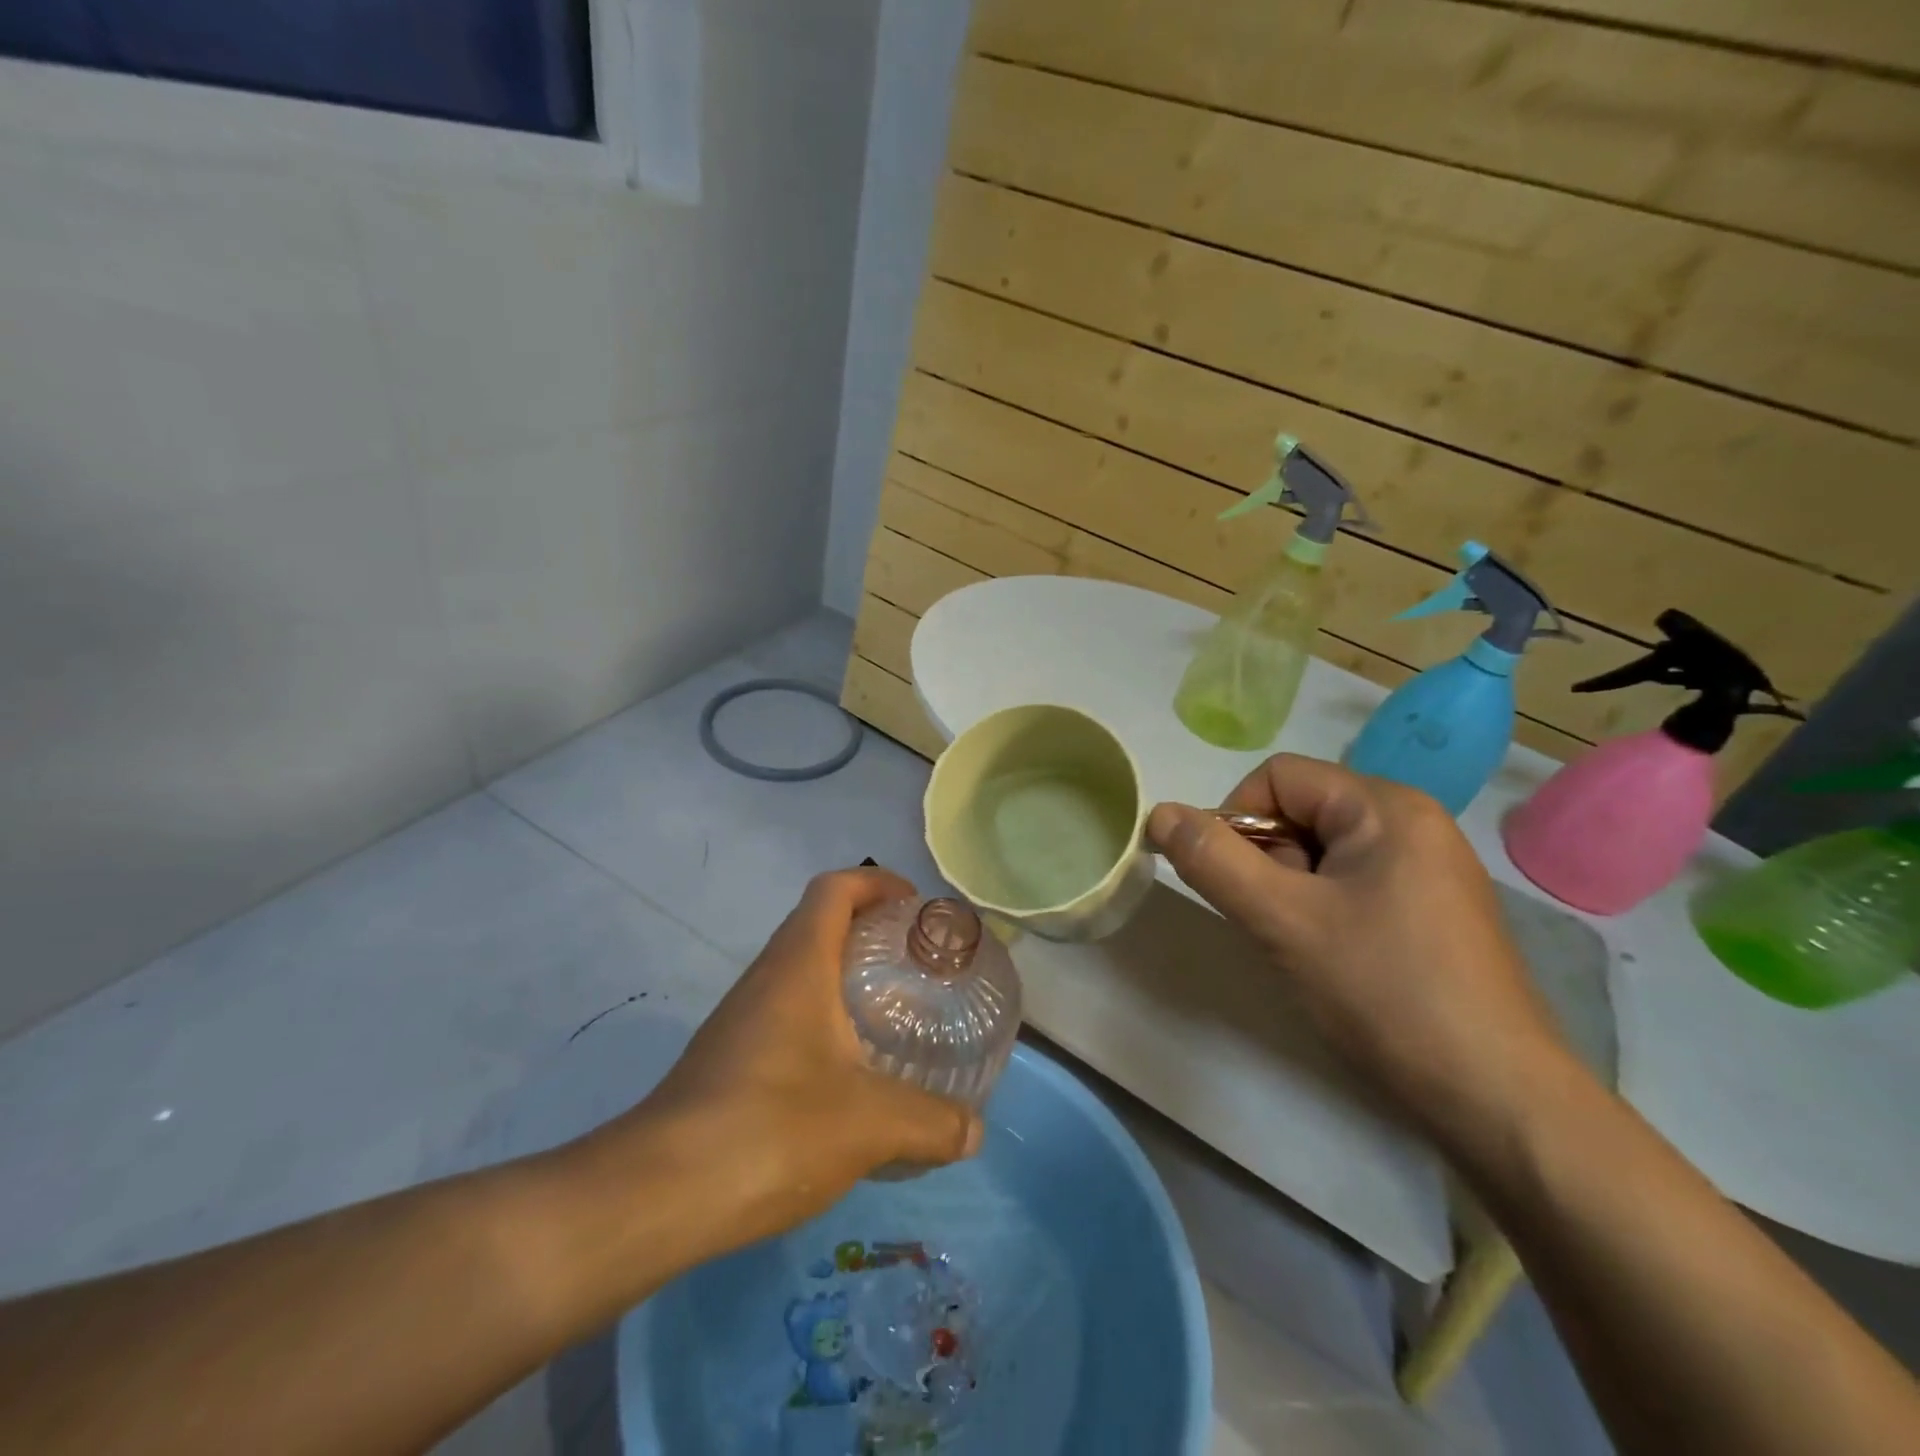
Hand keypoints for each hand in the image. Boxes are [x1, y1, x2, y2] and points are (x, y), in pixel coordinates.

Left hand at [570, 867, 982, 1253]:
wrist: (656, 1195)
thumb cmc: (771, 1129)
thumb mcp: (870, 1124)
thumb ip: (931, 1123)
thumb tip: (975, 1131)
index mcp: (798, 964)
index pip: (835, 888)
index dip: (876, 882)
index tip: (915, 906)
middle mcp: (766, 977)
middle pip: (818, 924)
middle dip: (869, 930)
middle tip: (917, 964)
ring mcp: (740, 1018)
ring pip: (799, 972)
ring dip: (843, 977)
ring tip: (891, 1014)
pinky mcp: (727, 1059)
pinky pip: (784, 1014)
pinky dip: (822, 1020)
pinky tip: (848, 1073)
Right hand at [1149, 755, 1574, 1159]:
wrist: (1496, 1097)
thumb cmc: (1384, 991)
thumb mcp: (1282, 919)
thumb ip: (1212, 860)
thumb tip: (1160, 813)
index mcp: (1385, 806)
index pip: (1277, 777)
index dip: (1236, 819)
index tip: (1234, 883)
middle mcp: (1412, 822)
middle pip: (1299, 810)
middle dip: (1265, 859)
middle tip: (1273, 921)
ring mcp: (1427, 867)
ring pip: (1320, 850)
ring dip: (1288, 888)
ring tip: (1302, 945)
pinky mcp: (1432, 908)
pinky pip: (1350, 882)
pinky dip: (1319, 907)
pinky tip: (1331, 957)